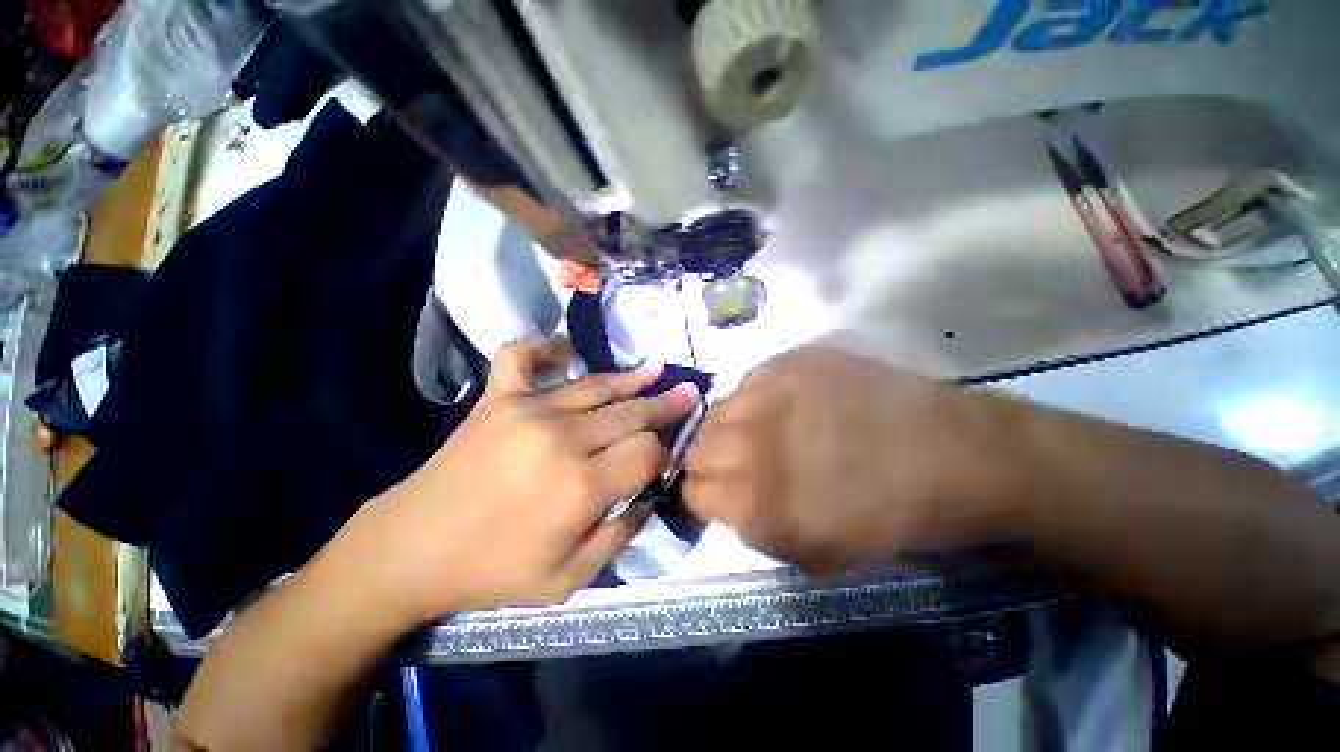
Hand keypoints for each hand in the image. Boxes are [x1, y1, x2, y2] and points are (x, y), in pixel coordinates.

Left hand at [350, 338, 698, 624]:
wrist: (412, 549)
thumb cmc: (494, 570)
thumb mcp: (569, 581)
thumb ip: (620, 535)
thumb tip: (650, 494)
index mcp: (581, 487)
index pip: (647, 452)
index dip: (666, 451)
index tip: (671, 451)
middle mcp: (562, 439)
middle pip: (631, 412)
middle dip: (666, 405)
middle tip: (689, 393)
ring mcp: (527, 410)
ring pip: (596, 385)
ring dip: (632, 378)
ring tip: (657, 370)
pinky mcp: (497, 398)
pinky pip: (523, 355)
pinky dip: (546, 347)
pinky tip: (567, 354)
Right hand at [682, 347, 1029, 570]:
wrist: (952, 452)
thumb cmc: (889, 515)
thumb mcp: (817, 552)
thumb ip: (754, 529)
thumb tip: (722, 502)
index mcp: (762, 499)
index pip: (692, 490)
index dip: (700, 495)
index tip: (713, 493)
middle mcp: (756, 440)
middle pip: (696, 446)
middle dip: (706, 460)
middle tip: (731, 463)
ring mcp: (773, 392)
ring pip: (715, 409)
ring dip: (727, 426)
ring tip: (755, 431)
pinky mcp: (793, 361)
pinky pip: (749, 380)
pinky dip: (754, 397)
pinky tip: (782, 405)